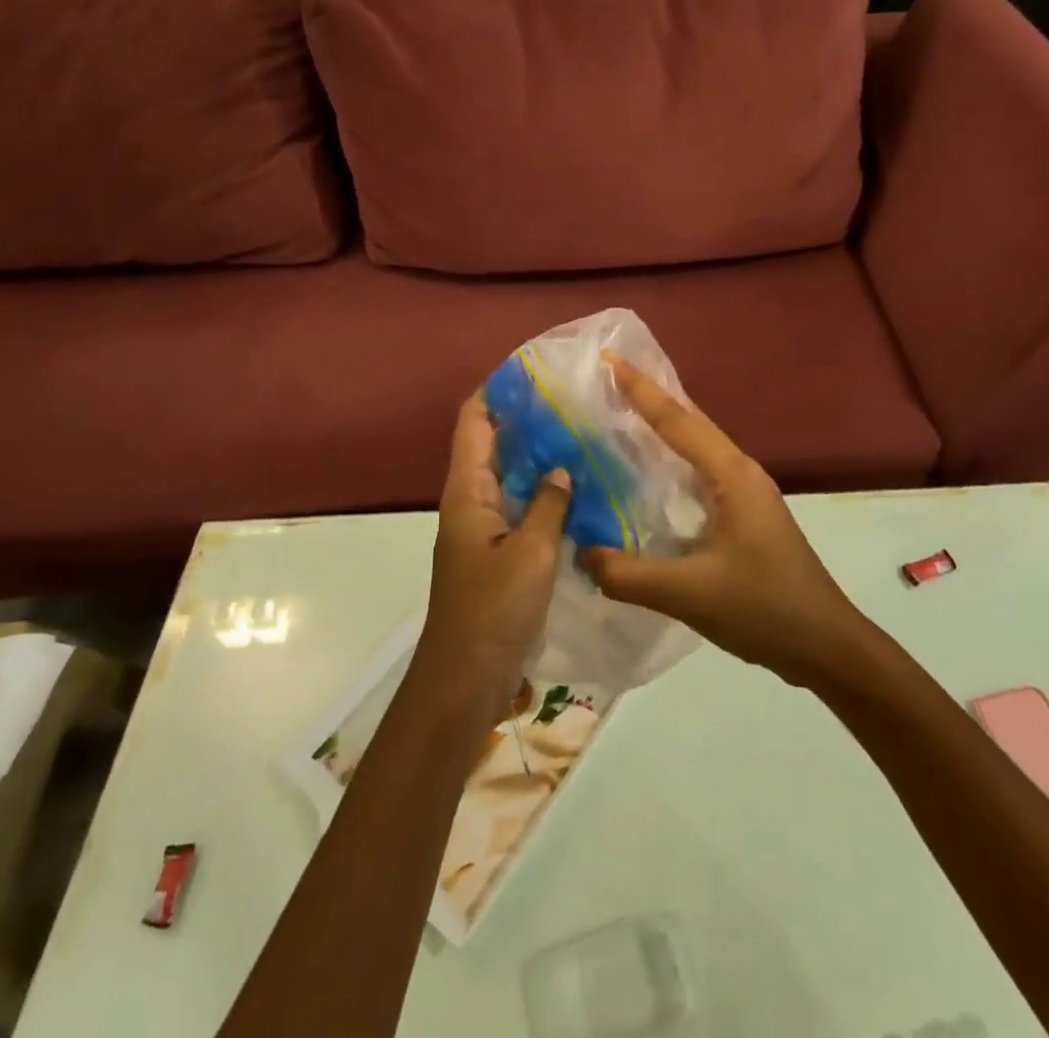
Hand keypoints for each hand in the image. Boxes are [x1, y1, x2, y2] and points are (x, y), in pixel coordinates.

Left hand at [421, 392, 570, 711]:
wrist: (466, 678)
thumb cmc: (493, 610)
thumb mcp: (531, 553)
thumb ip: (549, 504)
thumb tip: (561, 467)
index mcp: (468, 491)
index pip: (474, 421)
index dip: (497, 390)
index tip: (533, 370)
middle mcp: (472, 500)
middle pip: (493, 444)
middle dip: (526, 419)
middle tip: (574, 401)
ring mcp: (484, 527)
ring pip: (511, 476)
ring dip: (539, 456)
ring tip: (582, 435)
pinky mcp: (498, 552)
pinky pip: (521, 507)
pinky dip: (544, 492)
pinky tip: (579, 490)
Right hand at [581, 356, 865, 685]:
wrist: (826, 645)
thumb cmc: (763, 608)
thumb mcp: (688, 593)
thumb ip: (627, 574)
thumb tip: (579, 552)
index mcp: (731, 475)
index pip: (676, 420)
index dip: (640, 389)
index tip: (608, 359)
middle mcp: (740, 472)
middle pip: (689, 422)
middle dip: (649, 398)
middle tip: (605, 380)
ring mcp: (746, 493)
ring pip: (697, 447)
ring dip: (661, 428)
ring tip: (619, 416)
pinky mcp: (745, 515)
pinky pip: (700, 472)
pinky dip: (672, 461)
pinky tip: (649, 477)